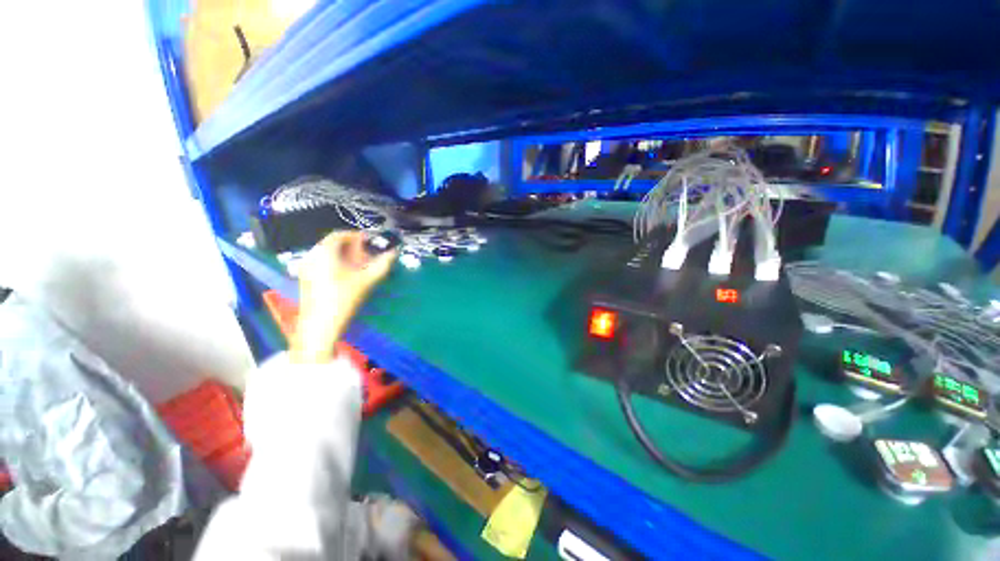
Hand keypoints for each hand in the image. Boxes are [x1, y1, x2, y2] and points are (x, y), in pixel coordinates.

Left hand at [290, 231, 395, 363]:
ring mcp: (306, 269)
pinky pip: (322, 265)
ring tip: (360, 266)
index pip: (339, 235)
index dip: (357, 236)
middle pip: (332, 245)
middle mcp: (312, 256)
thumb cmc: (343, 299)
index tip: (371, 242)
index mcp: (324, 252)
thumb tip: (393, 252)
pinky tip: (348, 276)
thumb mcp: (366, 281)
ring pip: (327, 255)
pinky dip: (336, 265)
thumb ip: (382, 264)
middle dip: (352, 247)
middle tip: (368, 255)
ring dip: (344, 257)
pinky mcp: (306, 281)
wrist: (319, 327)